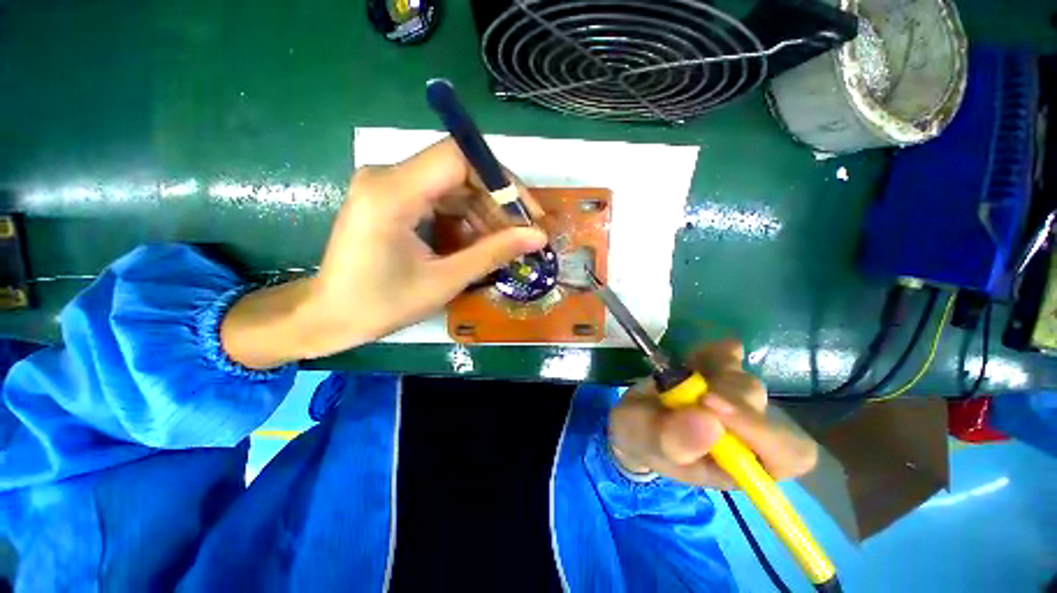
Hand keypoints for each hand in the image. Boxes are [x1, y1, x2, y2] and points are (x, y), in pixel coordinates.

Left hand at [221, 138, 546, 368]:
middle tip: (522, 234)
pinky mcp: (392, 198)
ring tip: (503, 244)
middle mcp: (387, 176)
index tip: (527, 213)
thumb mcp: (445, 281)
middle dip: (497, 201)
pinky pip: (440, 198)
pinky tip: (477, 242)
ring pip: (453, 185)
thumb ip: (493, 253)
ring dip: (483, 212)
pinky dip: (465, 218)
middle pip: (459, 170)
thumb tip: (538, 237)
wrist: (330, 315)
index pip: (459, 158)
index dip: (501, 180)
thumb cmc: (382, 305)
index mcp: (393, 193)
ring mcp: (388, 185)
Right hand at [608, 340, 816, 488]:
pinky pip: (730, 356)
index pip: (786, 455)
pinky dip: (714, 352)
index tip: (710, 405)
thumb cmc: (641, 439)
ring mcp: (734, 402)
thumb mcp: (647, 443)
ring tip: (680, 378)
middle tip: (686, 388)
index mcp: (738, 465)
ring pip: (744, 381)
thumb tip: (711, 422)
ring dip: (712, 373)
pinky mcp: (719, 375)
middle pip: (762, 409)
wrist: (633, 417)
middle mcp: (746, 435)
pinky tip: (693, 356)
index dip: (759, 430)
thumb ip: (674, 441)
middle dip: (721, 394)